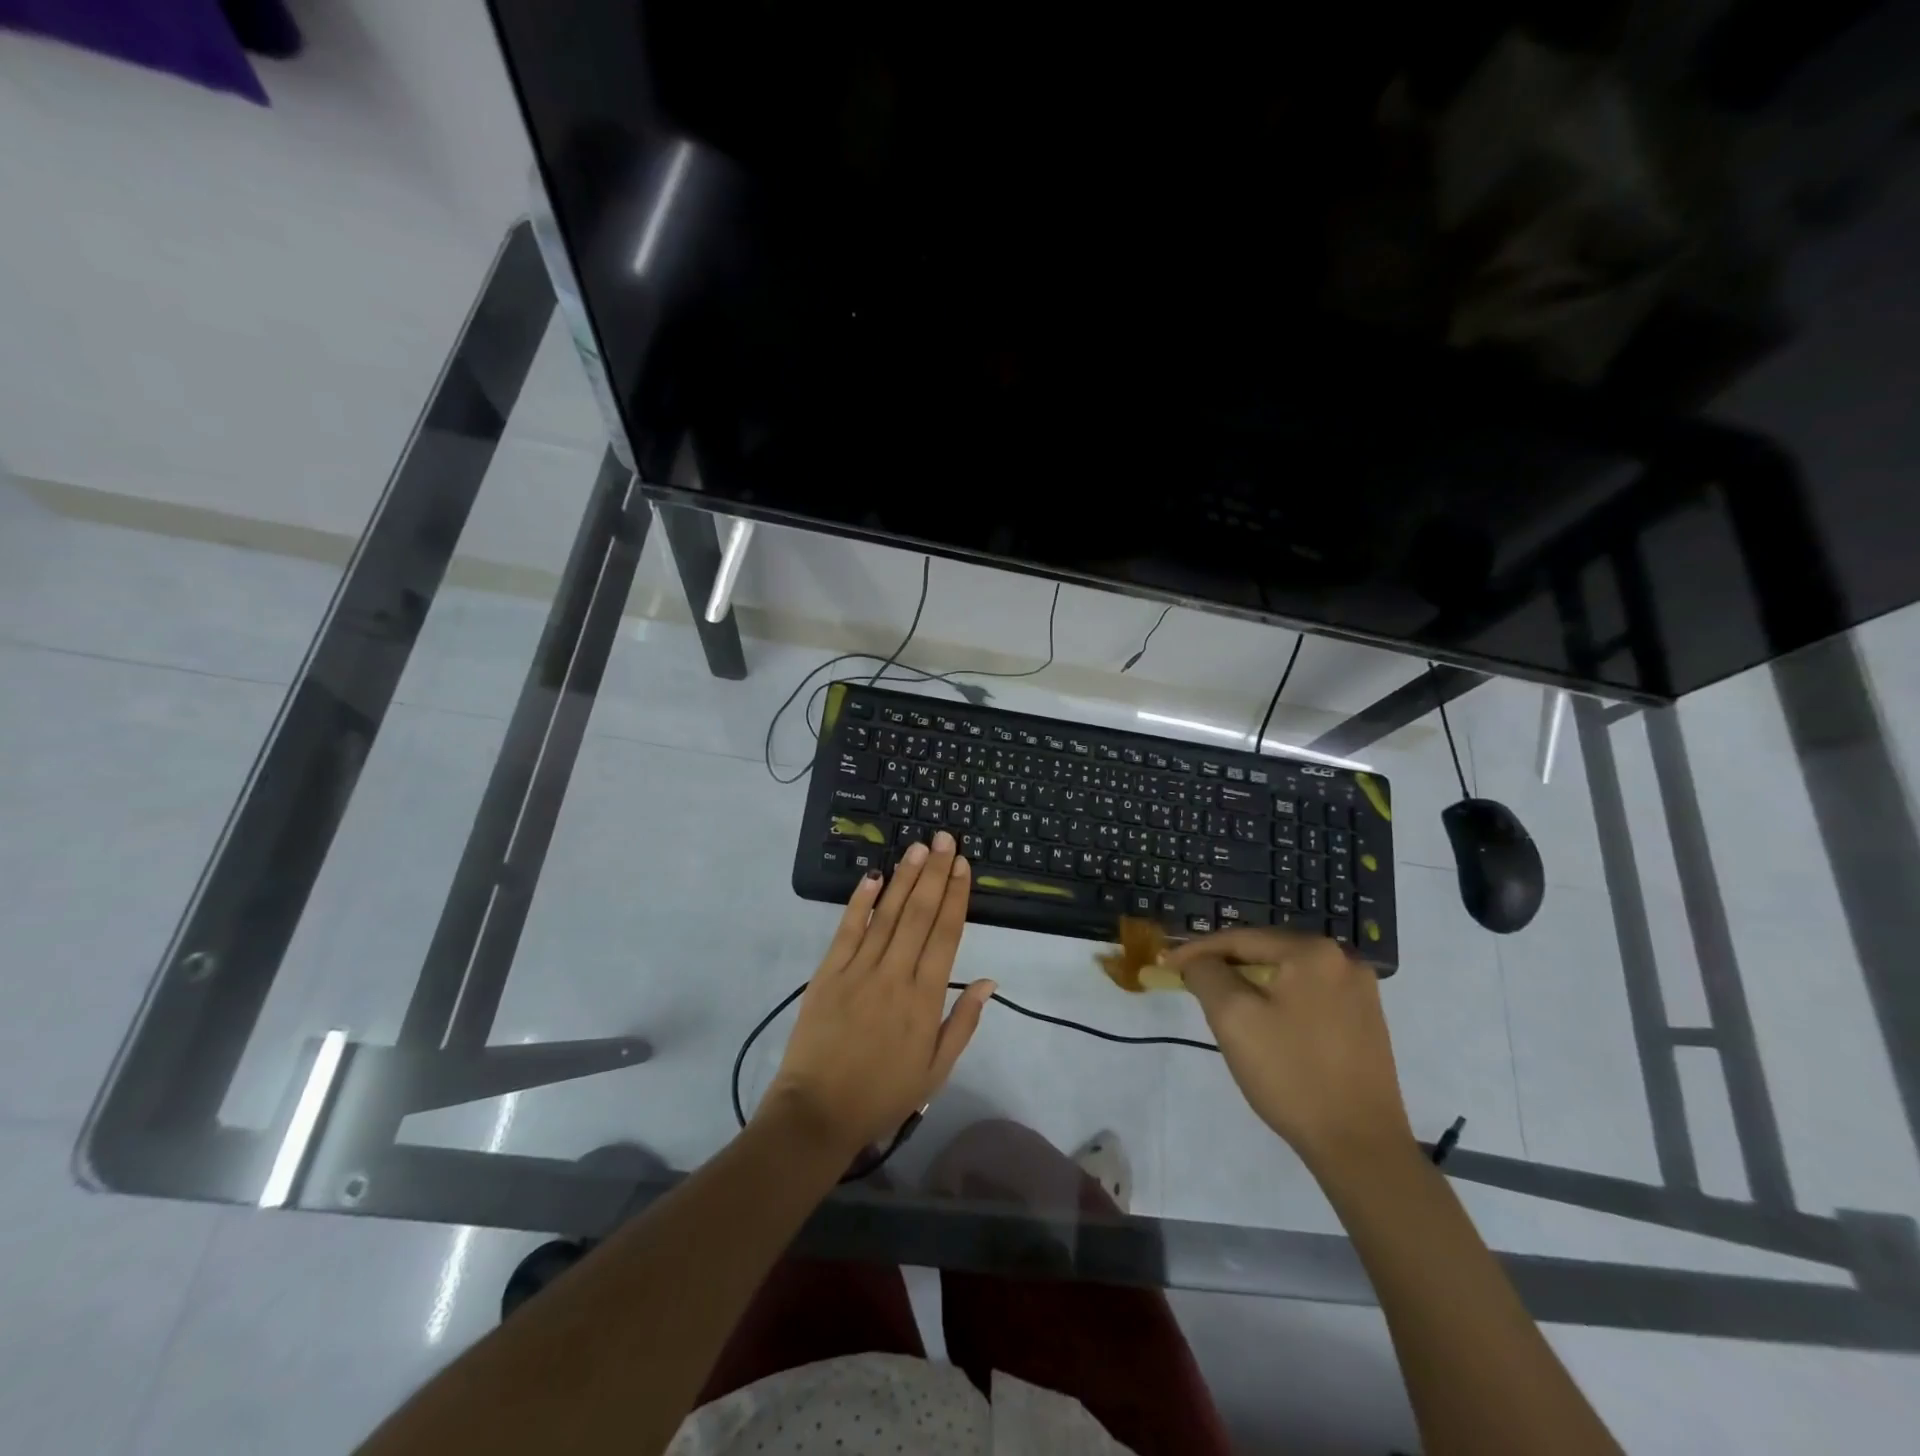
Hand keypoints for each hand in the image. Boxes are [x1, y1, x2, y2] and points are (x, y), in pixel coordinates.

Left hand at [762, 831, 995, 1160]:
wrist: (817, 1113)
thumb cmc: (883, 1094)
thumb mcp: (936, 1070)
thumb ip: (963, 1022)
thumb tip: (989, 981)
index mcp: (924, 1000)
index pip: (945, 935)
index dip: (955, 897)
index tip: (963, 866)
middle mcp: (894, 976)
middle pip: (918, 915)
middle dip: (934, 874)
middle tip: (944, 838)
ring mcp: (858, 971)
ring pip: (886, 914)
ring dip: (903, 878)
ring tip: (918, 848)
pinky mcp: (827, 973)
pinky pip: (847, 930)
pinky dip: (860, 902)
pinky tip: (872, 876)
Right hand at [1166, 928, 1411, 1171]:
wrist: (1361, 1147)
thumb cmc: (1291, 1074)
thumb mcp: (1233, 1017)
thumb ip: (1207, 974)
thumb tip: (1199, 962)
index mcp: (1313, 951)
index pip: (1240, 939)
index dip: (1197, 950)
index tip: (1165, 965)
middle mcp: (1343, 960)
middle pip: (1266, 953)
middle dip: (1226, 968)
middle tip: (1192, 985)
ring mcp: (1360, 991)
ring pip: (1287, 975)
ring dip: (1252, 986)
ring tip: (1223, 1007)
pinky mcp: (1366, 1021)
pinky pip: (1308, 996)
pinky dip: (1279, 1003)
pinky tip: (1265, 1027)